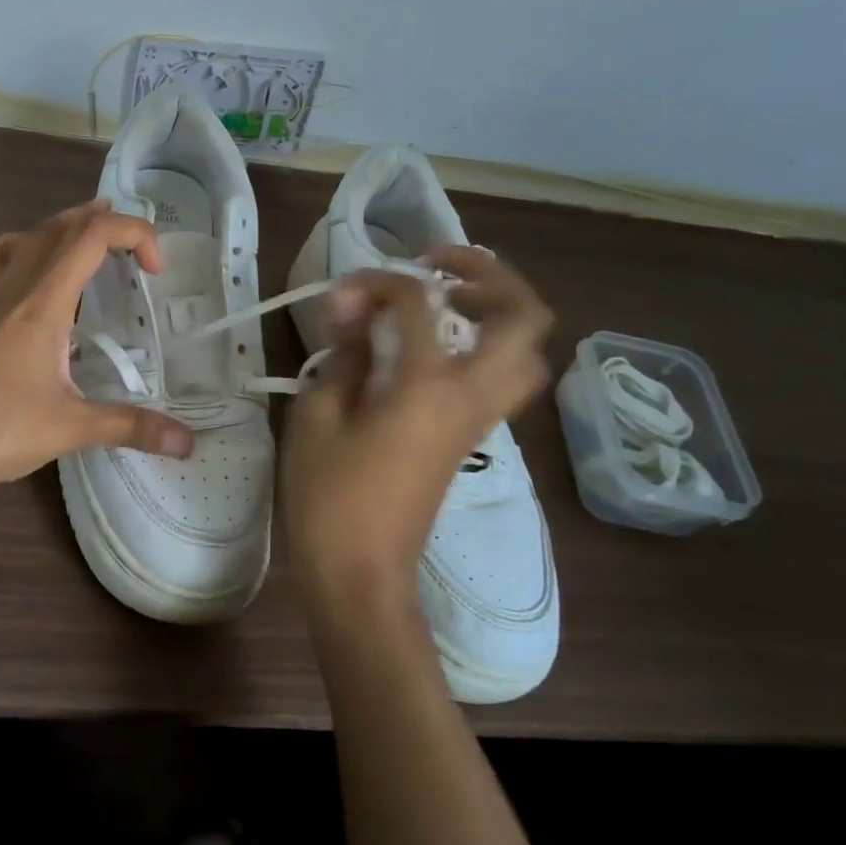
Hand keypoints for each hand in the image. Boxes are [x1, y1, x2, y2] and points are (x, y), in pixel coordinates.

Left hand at [0, 201, 194, 501]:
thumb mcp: (72, 429)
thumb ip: (131, 427)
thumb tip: (188, 444)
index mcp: (41, 303)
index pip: (92, 238)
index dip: (131, 233)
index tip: (153, 268)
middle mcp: (3, 289)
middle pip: (50, 232)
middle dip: (88, 222)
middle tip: (115, 230)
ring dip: (32, 238)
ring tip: (52, 246)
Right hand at [282, 247, 552, 612]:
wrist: (361, 575)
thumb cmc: (330, 497)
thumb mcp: (318, 417)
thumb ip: (342, 355)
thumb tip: (351, 309)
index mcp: (429, 387)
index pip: (417, 305)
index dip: (378, 282)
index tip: (343, 291)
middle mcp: (471, 396)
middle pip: (524, 318)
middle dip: (487, 275)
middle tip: (435, 269)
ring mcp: (479, 420)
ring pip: (527, 352)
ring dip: (498, 312)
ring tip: (444, 303)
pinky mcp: (470, 438)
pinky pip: (502, 377)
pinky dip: (484, 345)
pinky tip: (433, 347)